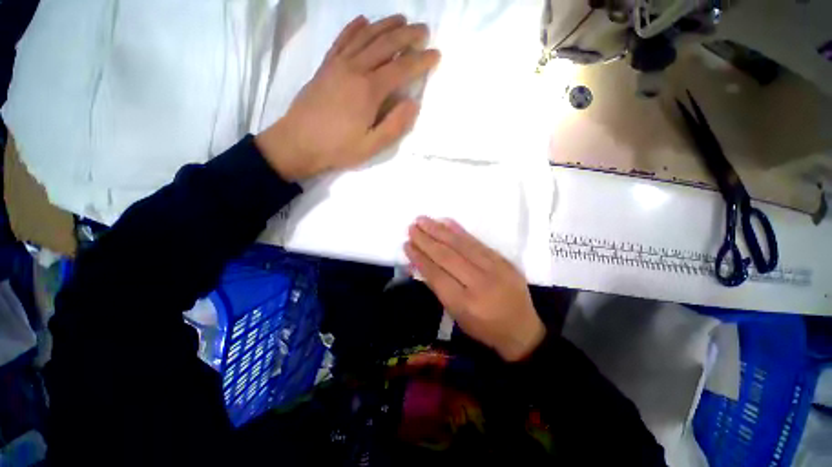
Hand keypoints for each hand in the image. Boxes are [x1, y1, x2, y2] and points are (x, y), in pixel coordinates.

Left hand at [256, 15, 440, 180]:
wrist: (297, 142)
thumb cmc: (338, 148)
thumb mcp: (372, 146)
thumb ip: (395, 125)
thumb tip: (413, 103)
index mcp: (369, 90)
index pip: (401, 68)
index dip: (420, 61)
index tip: (436, 54)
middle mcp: (355, 69)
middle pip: (385, 44)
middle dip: (407, 35)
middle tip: (423, 30)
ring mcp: (338, 64)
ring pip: (365, 36)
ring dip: (385, 25)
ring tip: (401, 20)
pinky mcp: (325, 66)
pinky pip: (342, 40)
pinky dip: (354, 27)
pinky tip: (363, 20)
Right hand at [405, 217, 545, 361]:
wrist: (522, 329)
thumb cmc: (484, 328)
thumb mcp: (457, 315)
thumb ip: (439, 288)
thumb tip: (421, 263)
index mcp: (465, 304)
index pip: (436, 275)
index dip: (420, 258)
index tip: (407, 244)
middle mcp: (479, 284)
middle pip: (447, 257)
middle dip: (426, 240)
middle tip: (412, 227)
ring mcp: (494, 269)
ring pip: (461, 245)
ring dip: (439, 230)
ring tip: (423, 220)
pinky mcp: (503, 260)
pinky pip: (478, 242)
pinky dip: (460, 230)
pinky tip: (446, 222)